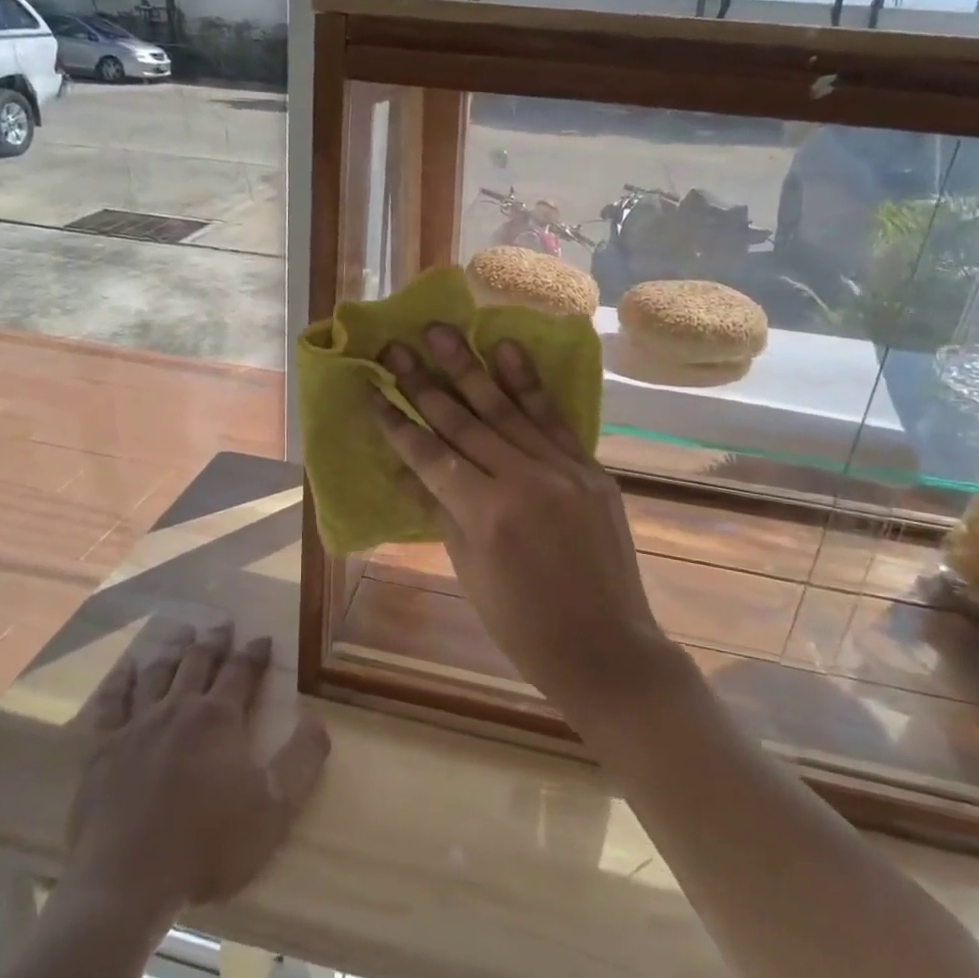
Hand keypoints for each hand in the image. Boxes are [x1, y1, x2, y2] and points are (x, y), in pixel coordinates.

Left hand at [50, 621, 329, 924]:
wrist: (126, 884)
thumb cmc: (207, 847)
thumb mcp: (274, 809)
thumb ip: (303, 760)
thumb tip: (318, 719)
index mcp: (218, 718)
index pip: (241, 671)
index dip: (254, 653)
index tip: (263, 638)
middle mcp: (177, 708)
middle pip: (198, 662)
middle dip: (214, 641)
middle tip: (222, 623)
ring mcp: (135, 725)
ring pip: (157, 673)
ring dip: (172, 650)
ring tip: (181, 635)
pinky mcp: (101, 749)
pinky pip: (110, 702)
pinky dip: (120, 681)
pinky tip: (125, 670)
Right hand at [372, 325, 680, 712]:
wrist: (606, 647)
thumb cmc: (523, 624)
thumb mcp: (469, 570)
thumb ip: (442, 510)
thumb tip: (414, 467)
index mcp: (484, 515)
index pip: (429, 454)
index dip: (396, 420)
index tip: (372, 388)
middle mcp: (521, 481)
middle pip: (462, 421)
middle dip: (423, 381)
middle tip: (395, 346)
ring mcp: (561, 470)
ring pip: (504, 408)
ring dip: (469, 365)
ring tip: (440, 330)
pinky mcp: (590, 469)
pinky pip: (553, 418)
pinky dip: (528, 383)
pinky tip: (506, 348)